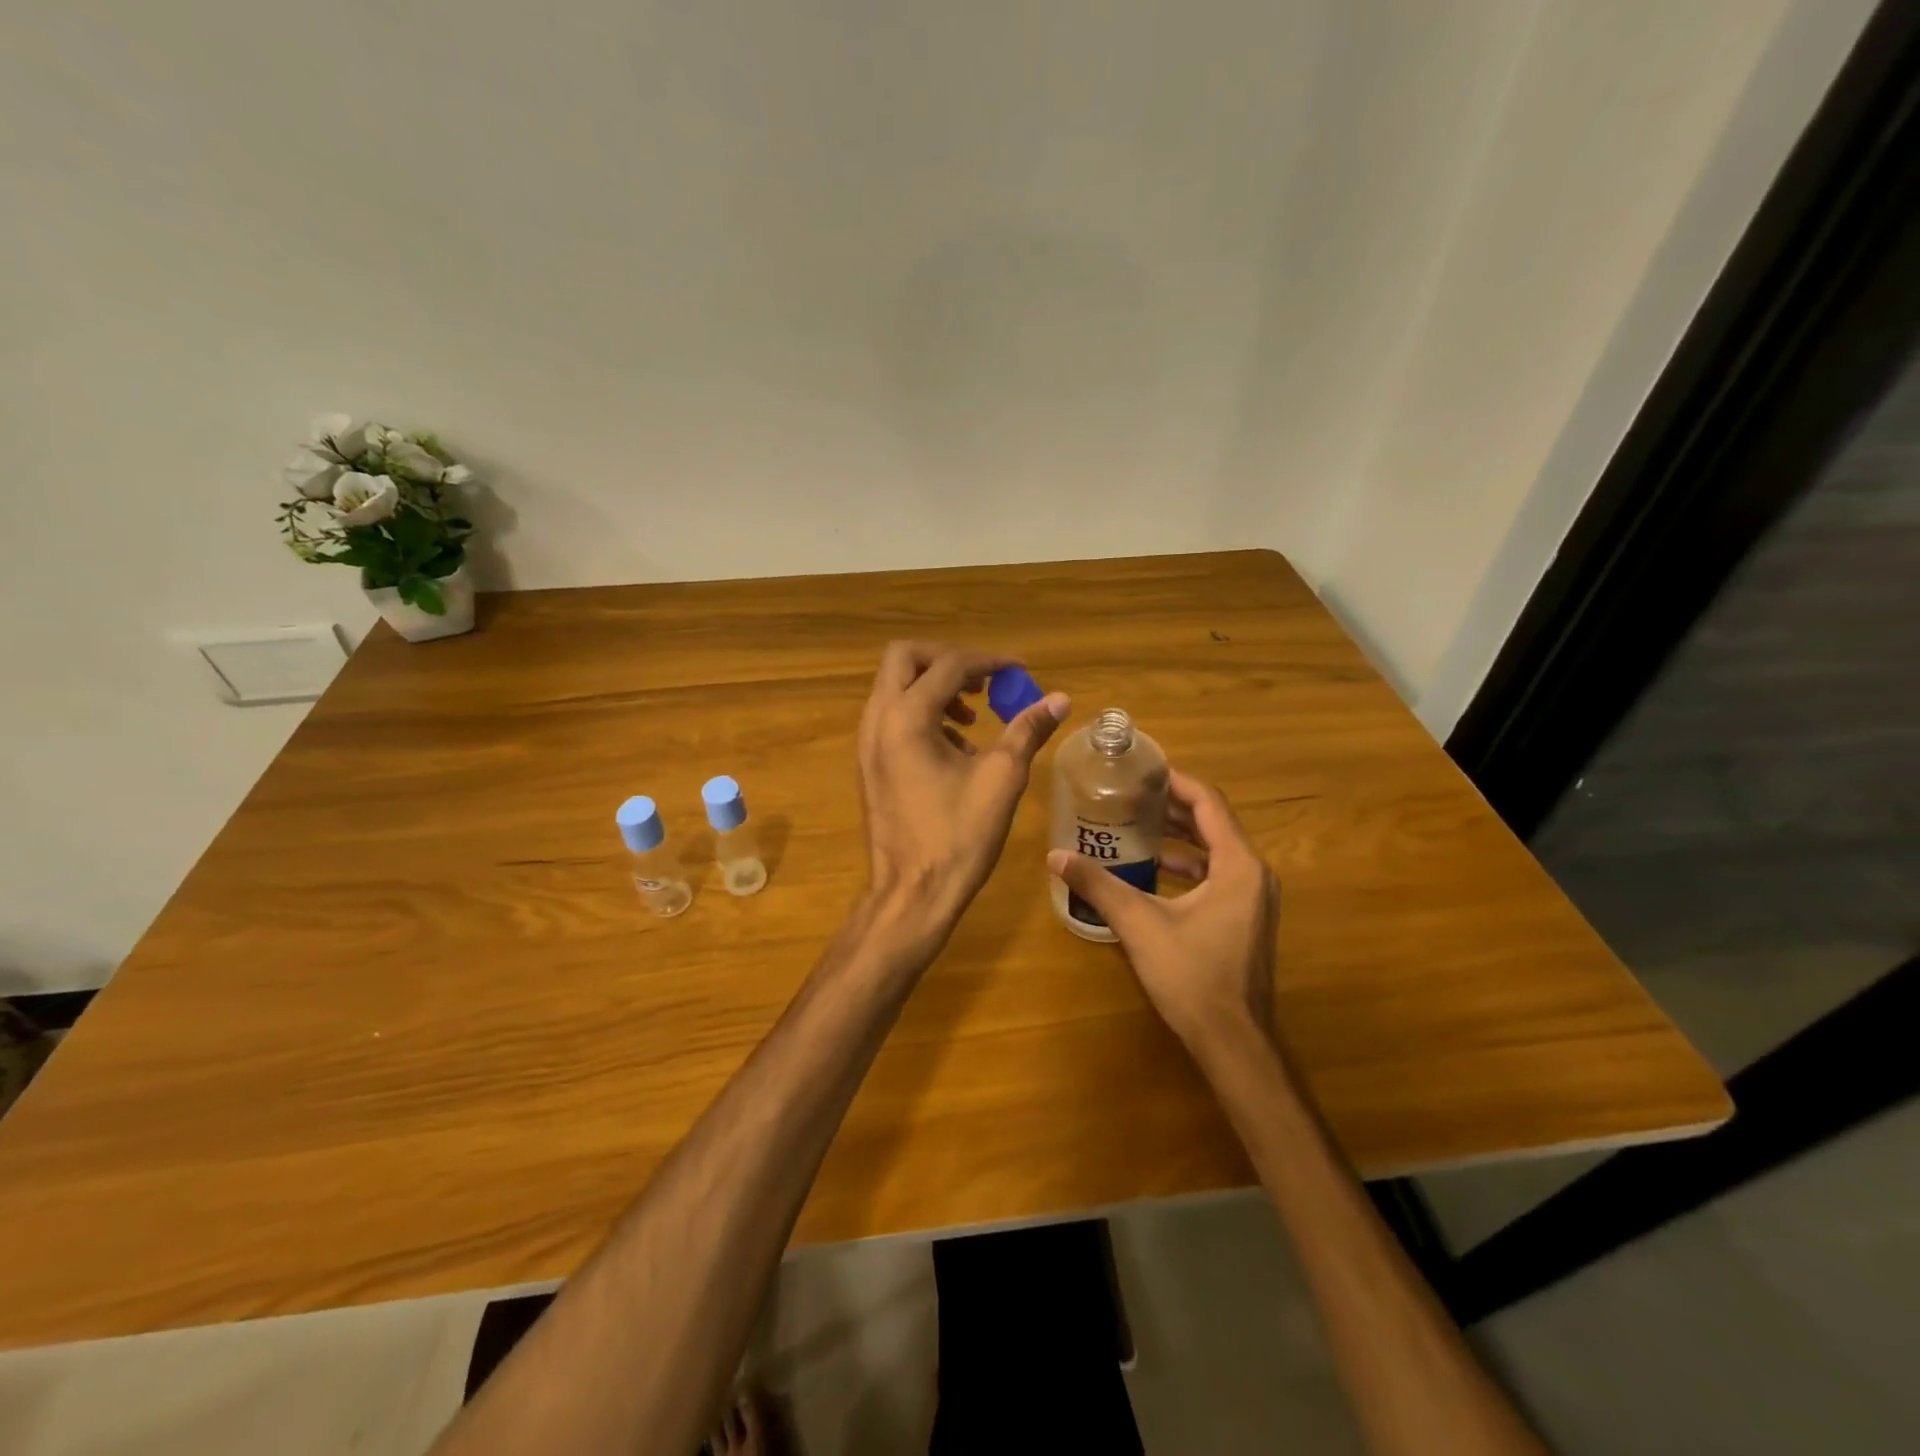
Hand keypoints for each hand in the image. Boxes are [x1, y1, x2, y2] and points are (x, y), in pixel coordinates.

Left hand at [858, 641, 1069, 947]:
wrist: (911, 893)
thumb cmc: (958, 837)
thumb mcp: (1002, 778)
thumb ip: (1027, 730)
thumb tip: (1060, 698)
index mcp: (907, 718)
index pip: (948, 665)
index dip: (989, 662)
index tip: (1019, 673)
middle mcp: (878, 721)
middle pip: (904, 659)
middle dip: (947, 661)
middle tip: (984, 683)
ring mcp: (867, 743)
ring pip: (894, 687)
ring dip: (933, 687)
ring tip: (974, 716)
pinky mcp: (869, 764)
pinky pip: (891, 717)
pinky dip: (921, 713)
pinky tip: (955, 747)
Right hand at [1048, 770, 1278, 1053]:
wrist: (1233, 1042)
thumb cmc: (1192, 976)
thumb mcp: (1139, 924)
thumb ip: (1098, 885)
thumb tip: (1055, 856)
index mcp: (1238, 865)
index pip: (1209, 803)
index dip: (1176, 782)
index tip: (1142, 771)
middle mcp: (1253, 874)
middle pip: (1213, 823)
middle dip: (1172, 807)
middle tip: (1131, 795)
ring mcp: (1253, 899)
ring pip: (1215, 850)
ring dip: (1179, 836)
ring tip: (1136, 825)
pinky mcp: (1244, 919)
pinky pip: (1217, 875)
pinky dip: (1187, 864)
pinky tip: (1153, 870)